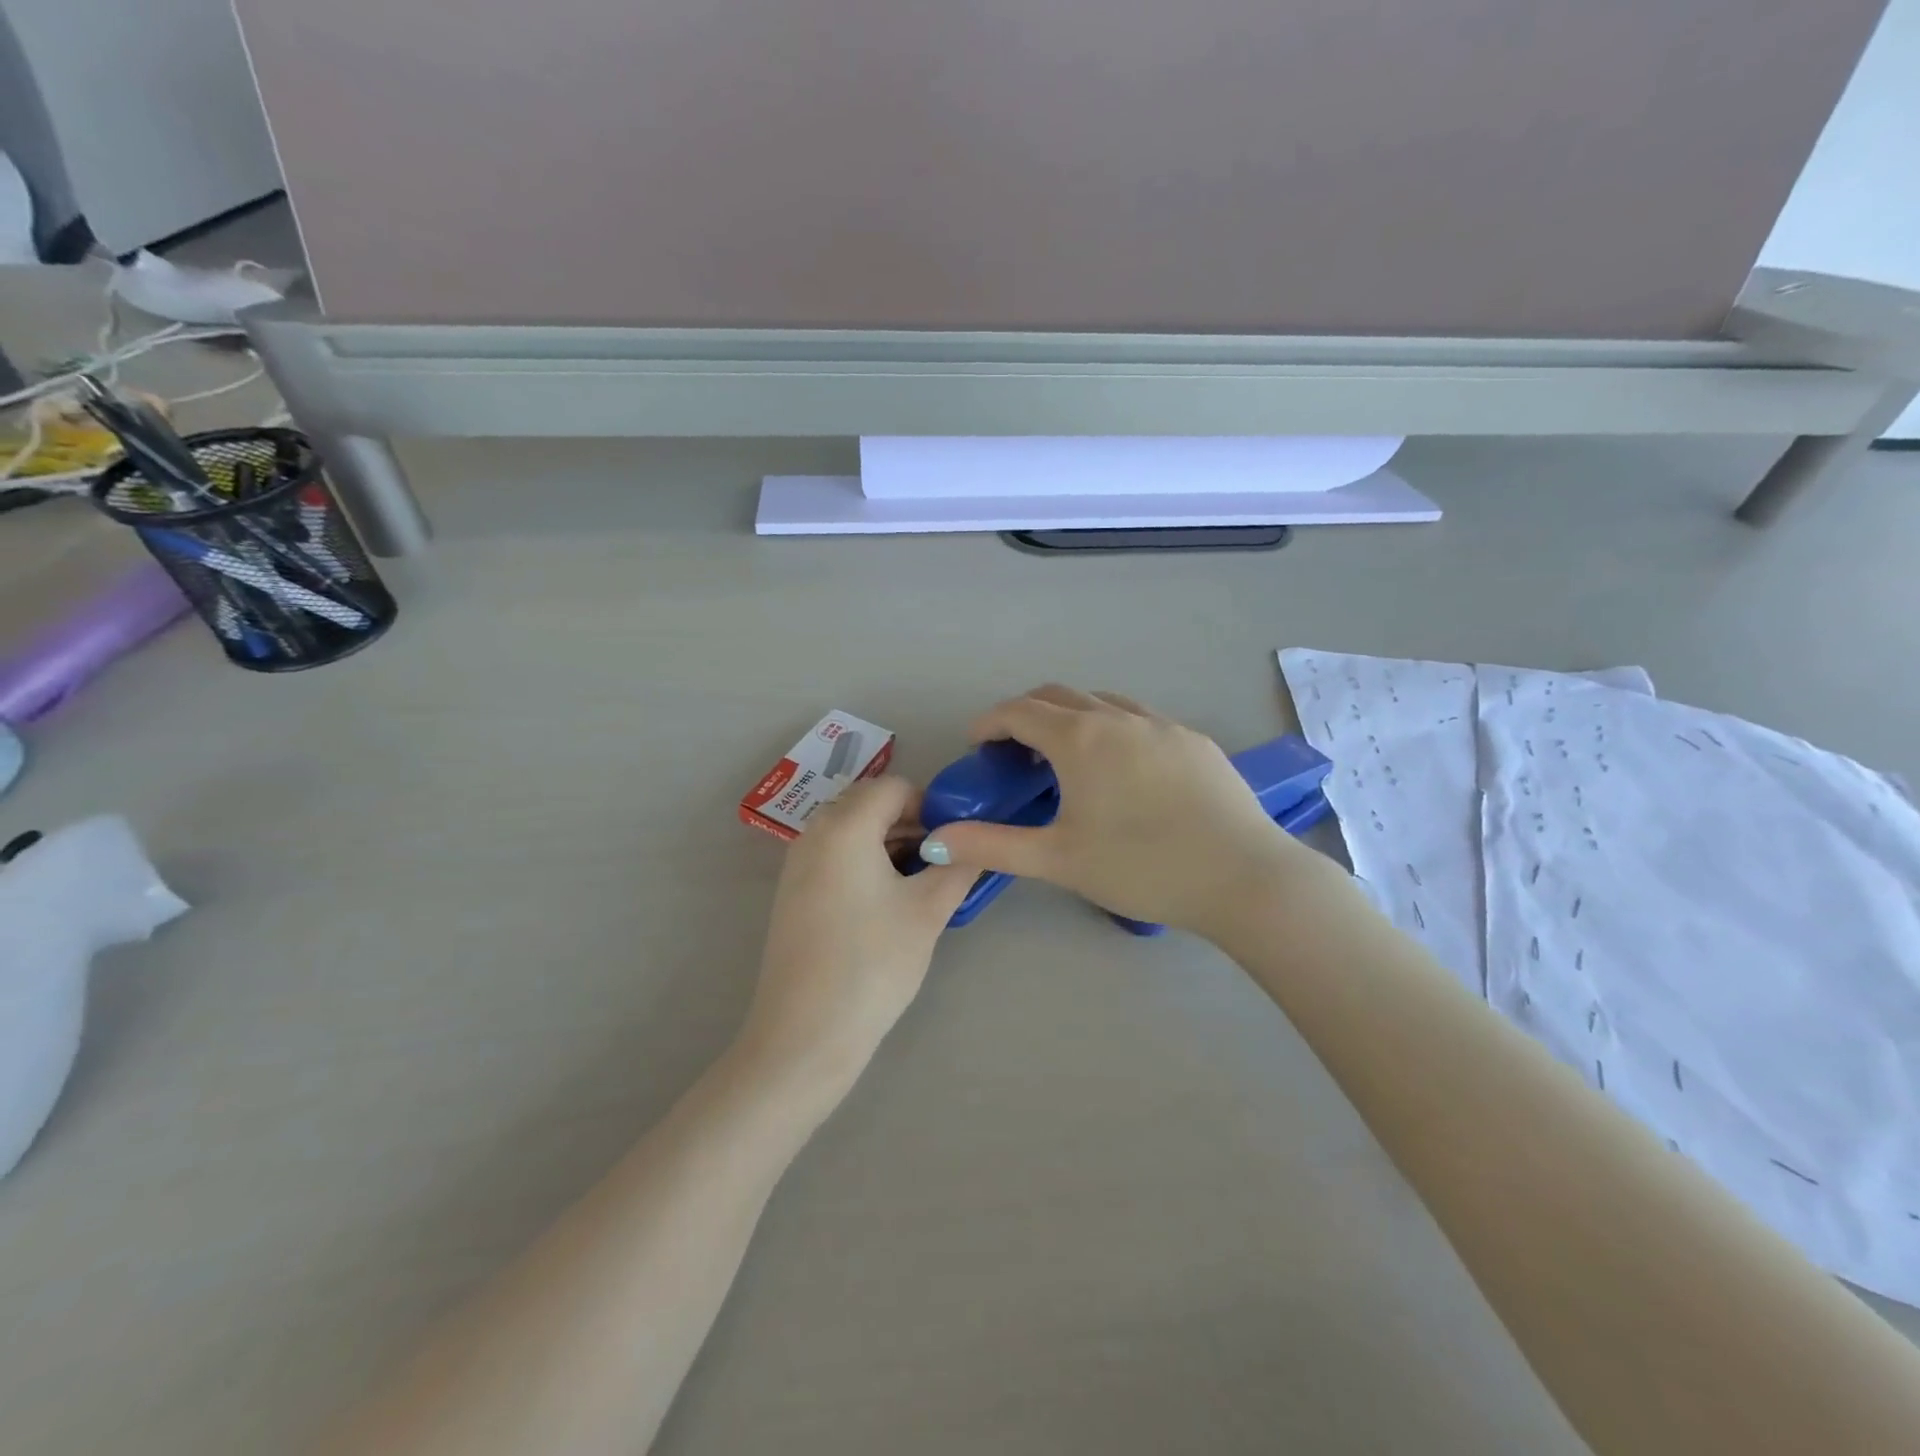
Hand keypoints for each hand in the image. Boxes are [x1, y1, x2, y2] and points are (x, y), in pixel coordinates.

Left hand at [739, 777, 976, 1092]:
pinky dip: (866, 863)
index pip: (895, 788)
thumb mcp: (928, 911)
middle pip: (870, 805)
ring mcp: (798, 863)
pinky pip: (836, 856)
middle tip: (943, 862)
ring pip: (853, 831)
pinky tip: (888, 902)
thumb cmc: (872, 964)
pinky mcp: (793, 892)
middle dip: (911, 824)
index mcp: (845, 825)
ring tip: (922, 884)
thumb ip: (958, 866)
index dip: (931, 806)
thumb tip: (979, 843)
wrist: (805, 1034)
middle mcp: (814, 832)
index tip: (957, 841)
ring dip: (890, 844)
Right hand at [919, 685, 1309, 934]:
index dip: (989, 722)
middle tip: (1014, 751)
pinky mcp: (1195, 740)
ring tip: (1067, 758)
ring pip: (1102, 702)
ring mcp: (1162, 724)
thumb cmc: (1141, 867)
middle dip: (1027, 713)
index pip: (1019, 711)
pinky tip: (1124, 771)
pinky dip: (1113, 728)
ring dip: (1072, 717)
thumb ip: (991, 845)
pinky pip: (1140, 719)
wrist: (1243, 878)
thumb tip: (935, 838)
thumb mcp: (1057, 860)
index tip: (977, 745)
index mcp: (1080, 739)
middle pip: (1058, 695)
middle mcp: (1118, 717)